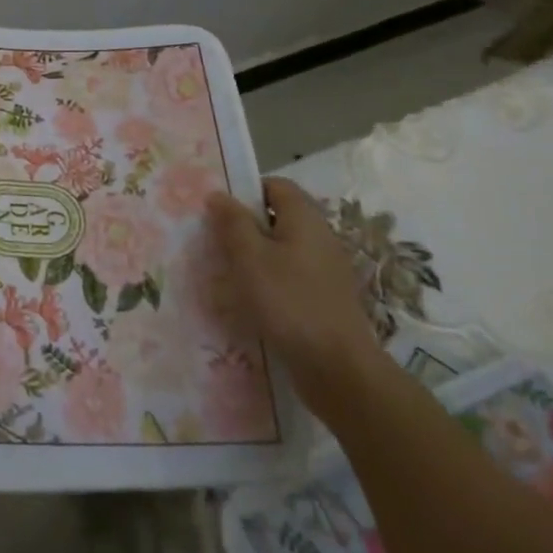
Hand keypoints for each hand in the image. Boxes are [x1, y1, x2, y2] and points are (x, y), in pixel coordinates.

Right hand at [204, 177, 383, 414]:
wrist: (337, 366)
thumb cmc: (289, 302)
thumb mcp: (250, 257)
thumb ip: (233, 223)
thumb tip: (218, 194)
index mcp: (305, 219)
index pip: (275, 185)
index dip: (246, 191)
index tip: (218, 210)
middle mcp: (320, 237)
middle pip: (278, 217)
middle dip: (245, 226)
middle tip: (215, 241)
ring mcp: (325, 269)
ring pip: (282, 248)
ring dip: (254, 256)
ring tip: (226, 273)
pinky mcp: (324, 297)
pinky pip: (290, 275)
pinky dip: (269, 280)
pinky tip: (250, 300)